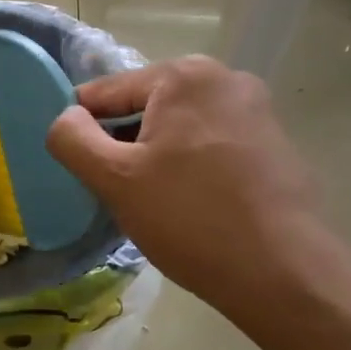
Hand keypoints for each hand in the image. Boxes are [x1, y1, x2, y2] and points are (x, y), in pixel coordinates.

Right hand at [46, 56, 344, 329]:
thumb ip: (72, 138)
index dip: (84, 132)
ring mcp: (257, 110)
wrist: (283, 274)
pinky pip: (210, 145)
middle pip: (144, 107)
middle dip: (124, 145)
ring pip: (177, 128)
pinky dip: (190, 167)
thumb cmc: (189, 218)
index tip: (85, 172)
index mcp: (184, 75)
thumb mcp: (114, 178)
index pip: (105, 92)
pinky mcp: (274, 144)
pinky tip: (191, 206)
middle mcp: (225, 78)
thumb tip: (67, 119)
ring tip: (155, 203)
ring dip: (156, 157)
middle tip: (120, 192)